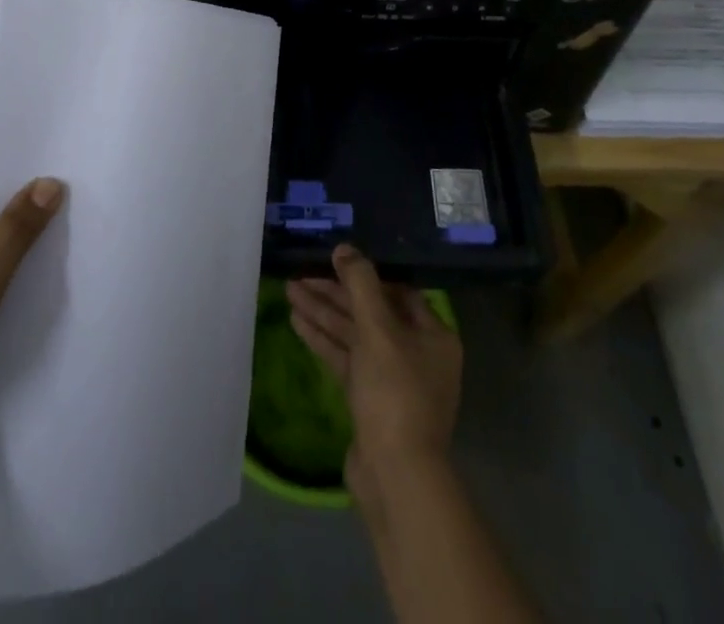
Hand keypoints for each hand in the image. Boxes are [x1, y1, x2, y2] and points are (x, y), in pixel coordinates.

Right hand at [286, 245, 461, 507]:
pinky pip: (346, 359)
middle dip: (335, 294)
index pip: (396, 291)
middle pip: (371, 312)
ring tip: (290, 291)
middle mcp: (417, 353)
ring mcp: (393, 379)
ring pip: (355, 335)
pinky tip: (297, 322)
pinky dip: (324, 340)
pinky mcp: (371, 401)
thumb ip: (360, 284)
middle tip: (300, 276)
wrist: (396, 476)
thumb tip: (344, 248)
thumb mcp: (378, 329)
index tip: (333, 261)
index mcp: (433, 335)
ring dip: (324, 314)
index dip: (364, 275)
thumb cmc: (395, 392)